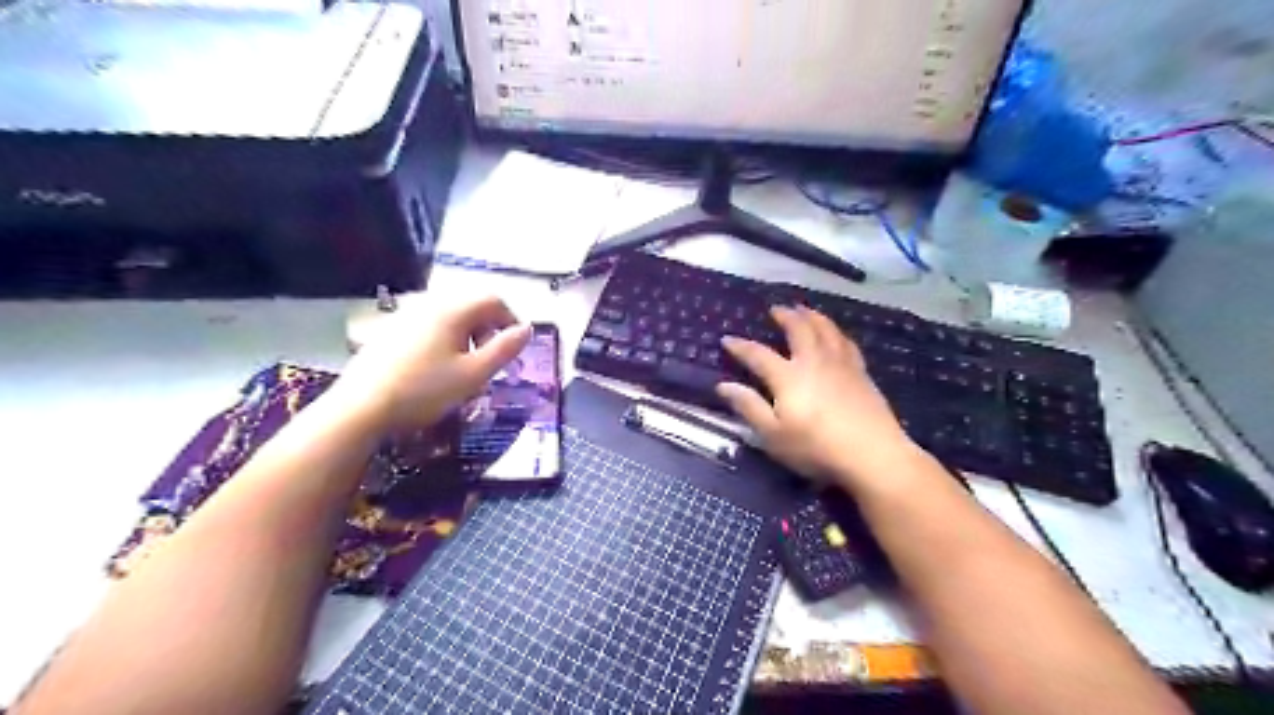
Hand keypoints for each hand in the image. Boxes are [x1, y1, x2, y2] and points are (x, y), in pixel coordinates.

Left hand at [331, 294, 530, 433]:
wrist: (360, 408)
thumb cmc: (424, 390)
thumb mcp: (474, 375)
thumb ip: (504, 349)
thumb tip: (526, 329)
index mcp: (452, 310)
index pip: (493, 300)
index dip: (511, 320)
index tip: (515, 348)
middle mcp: (429, 304)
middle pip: (471, 306)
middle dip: (488, 330)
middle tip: (490, 362)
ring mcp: (405, 316)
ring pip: (449, 318)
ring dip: (466, 337)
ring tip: (464, 369)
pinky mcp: (389, 332)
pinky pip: (428, 327)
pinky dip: (443, 341)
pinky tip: (434, 371)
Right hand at [715, 304, 916, 489]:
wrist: (872, 454)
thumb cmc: (816, 448)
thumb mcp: (773, 435)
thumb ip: (749, 407)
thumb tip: (723, 386)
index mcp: (788, 376)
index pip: (759, 355)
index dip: (741, 346)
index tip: (727, 339)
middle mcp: (813, 361)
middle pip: (799, 329)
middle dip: (785, 317)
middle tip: (776, 309)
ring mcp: (840, 364)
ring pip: (825, 329)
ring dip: (812, 316)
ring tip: (804, 310)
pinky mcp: (861, 372)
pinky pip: (846, 342)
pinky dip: (836, 332)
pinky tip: (835, 334)